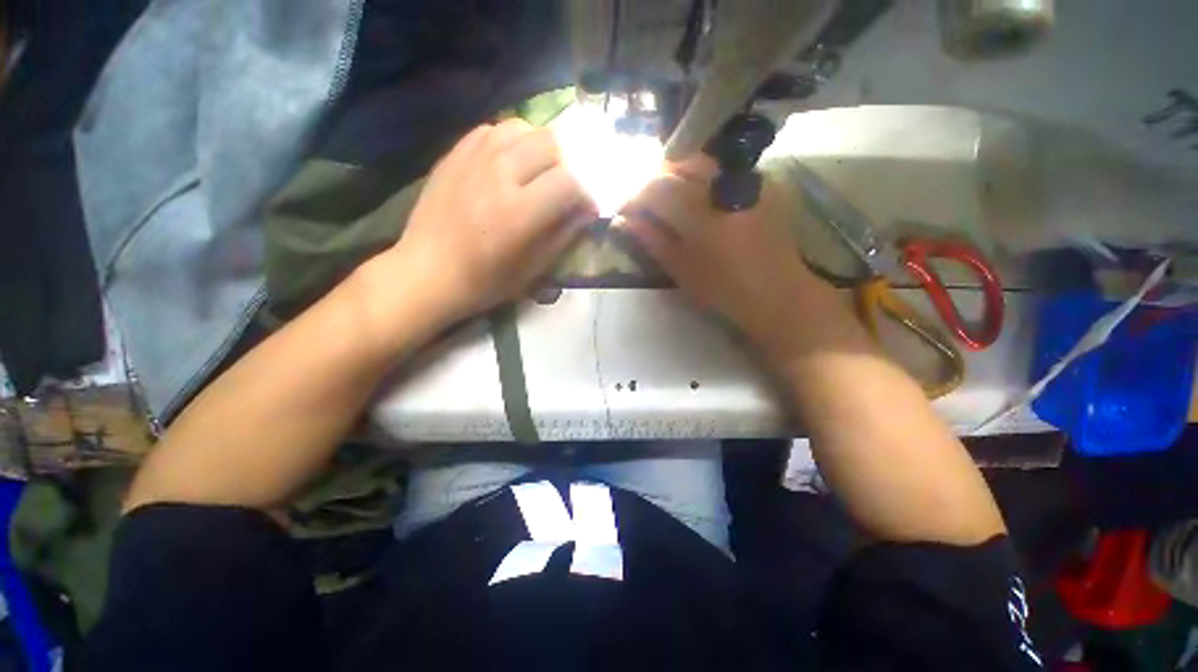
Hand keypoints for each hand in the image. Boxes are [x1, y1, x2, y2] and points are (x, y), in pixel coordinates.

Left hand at [364, 119, 594, 328]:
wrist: (427, 271)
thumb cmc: (484, 281)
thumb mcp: (533, 269)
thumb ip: (563, 235)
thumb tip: (586, 211)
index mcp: (519, 212)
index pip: (568, 182)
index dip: (584, 195)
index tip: (585, 210)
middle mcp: (499, 175)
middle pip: (550, 143)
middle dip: (565, 167)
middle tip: (560, 190)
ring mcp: (473, 159)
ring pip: (522, 128)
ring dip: (538, 148)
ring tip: (536, 172)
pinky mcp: (455, 154)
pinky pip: (492, 130)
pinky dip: (510, 142)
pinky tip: (508, 164)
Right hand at [621, 158, 837, 357]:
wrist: (777, 293)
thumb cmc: (723, 290)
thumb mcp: (680, 269)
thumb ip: (651, 239)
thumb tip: (624, 220)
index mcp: (701, 214)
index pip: (656, 187)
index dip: (634, 196)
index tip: (624, 211)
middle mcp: (724, 186)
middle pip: (678, 163)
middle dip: (655, 180)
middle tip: (646, 204)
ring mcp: (748, 179)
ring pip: (702, 160)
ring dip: (678, 175)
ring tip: (671, 200)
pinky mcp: (763, 182)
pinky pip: (724, 167)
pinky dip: (704, 178)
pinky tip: (702, 199)